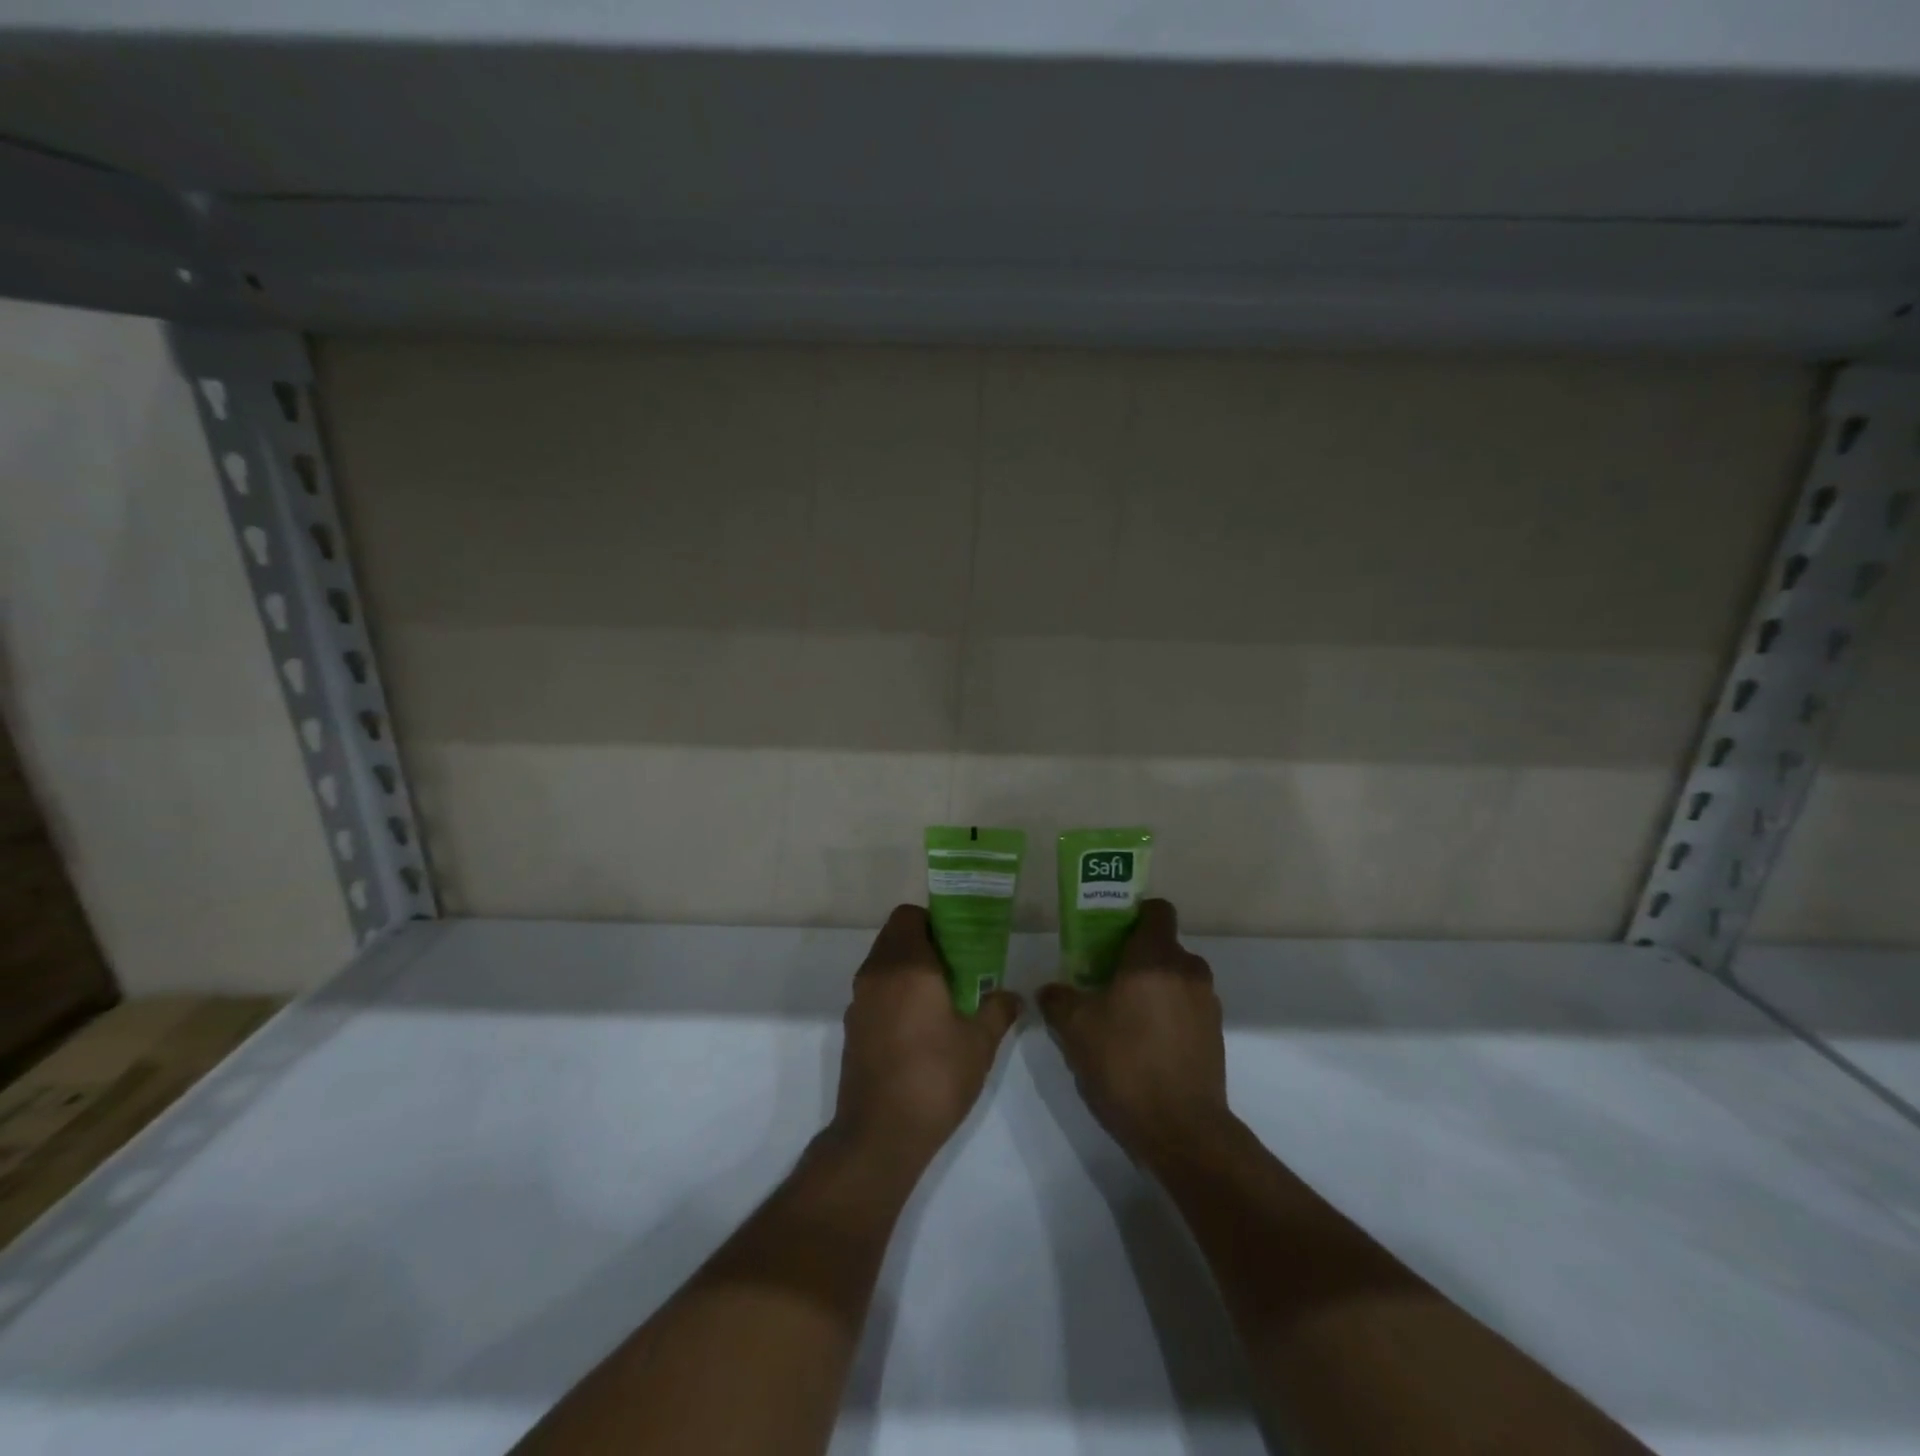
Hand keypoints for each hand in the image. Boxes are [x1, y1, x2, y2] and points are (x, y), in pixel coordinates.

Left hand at [832, 905, 1022, 1166]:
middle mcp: (877, 973)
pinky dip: (894, 993)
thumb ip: (998, 1010)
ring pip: (883, 963)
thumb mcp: (979, 1043)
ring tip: (942, 996)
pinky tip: (919, 1025)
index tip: (959, 942)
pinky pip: (875, 991)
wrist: (880, 1134)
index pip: (909, 916)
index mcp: (907, 965)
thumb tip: (1012, 996)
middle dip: (924, 943)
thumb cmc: (935, 1077)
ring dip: (908, 968)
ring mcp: (859, 1000)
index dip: (934, 921)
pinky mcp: (852, 1026)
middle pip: (895, 936)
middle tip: (957, 967)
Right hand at [1038, 899, 1233, 1168]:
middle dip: (1136, 958)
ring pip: (1175, 979)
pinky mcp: (1215, 1035)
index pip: (1157, 910)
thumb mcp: (1076, 1029)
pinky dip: (1168, 1015)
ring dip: (1153, 988)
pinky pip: (1187, 1008)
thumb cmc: (1126, 1064)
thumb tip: (1049, 990)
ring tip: (1122, 1017)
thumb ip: (1058, 1000)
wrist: (1181, 1130)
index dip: (1133, 915)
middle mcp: (1188, 971)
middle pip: (1163, 946)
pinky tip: (1144, 1045)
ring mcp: (1207, 1004)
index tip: (1110, 934)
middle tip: (1104, 980)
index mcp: (1156, 957)